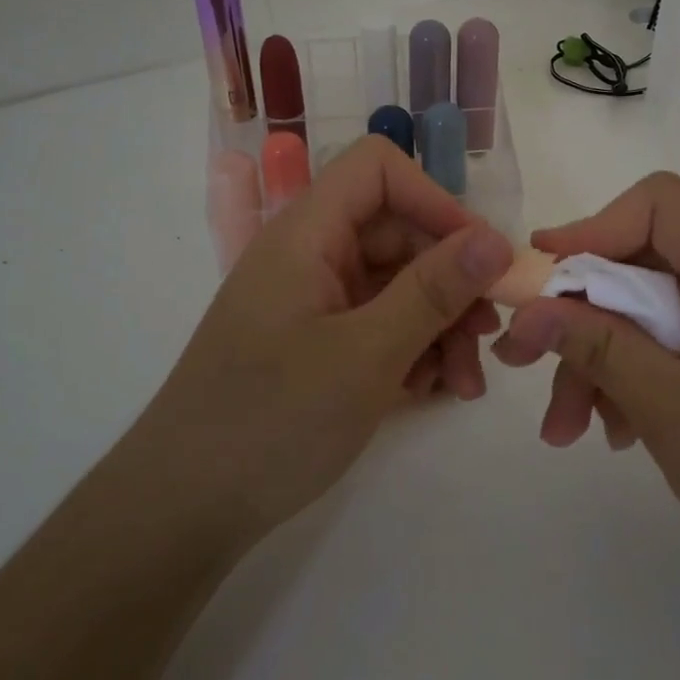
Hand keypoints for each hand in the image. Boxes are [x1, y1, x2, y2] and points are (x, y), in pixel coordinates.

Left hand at [140, 135, 512, 548]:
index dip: (434, 200)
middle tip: (488, 337)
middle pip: (398, 234)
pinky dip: (413, 350)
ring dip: (441, 325)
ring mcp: (313, 302)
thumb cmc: (272, 420)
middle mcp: (310, 257)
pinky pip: (379, 325)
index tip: (479, 257)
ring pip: (397, 286)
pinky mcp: (317, 344)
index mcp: (307, 234)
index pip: (378, 170)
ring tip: (465, 384)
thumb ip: (433, 291)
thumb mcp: (367, 354)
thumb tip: (496, 239)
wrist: (183, 509)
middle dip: (451, 281)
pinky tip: (432, 392)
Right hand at [491, 172, 679, 606]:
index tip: (539, 277)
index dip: (592, 228)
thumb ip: (600, 349)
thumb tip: (528, 308)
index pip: (660, 206)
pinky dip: (639, 379)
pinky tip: (618, 433)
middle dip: (581, 315)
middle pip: (645, 266)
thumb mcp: (674, 414)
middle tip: (524, 363)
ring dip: (603, 360)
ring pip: (654, 314)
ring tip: (568, 430)